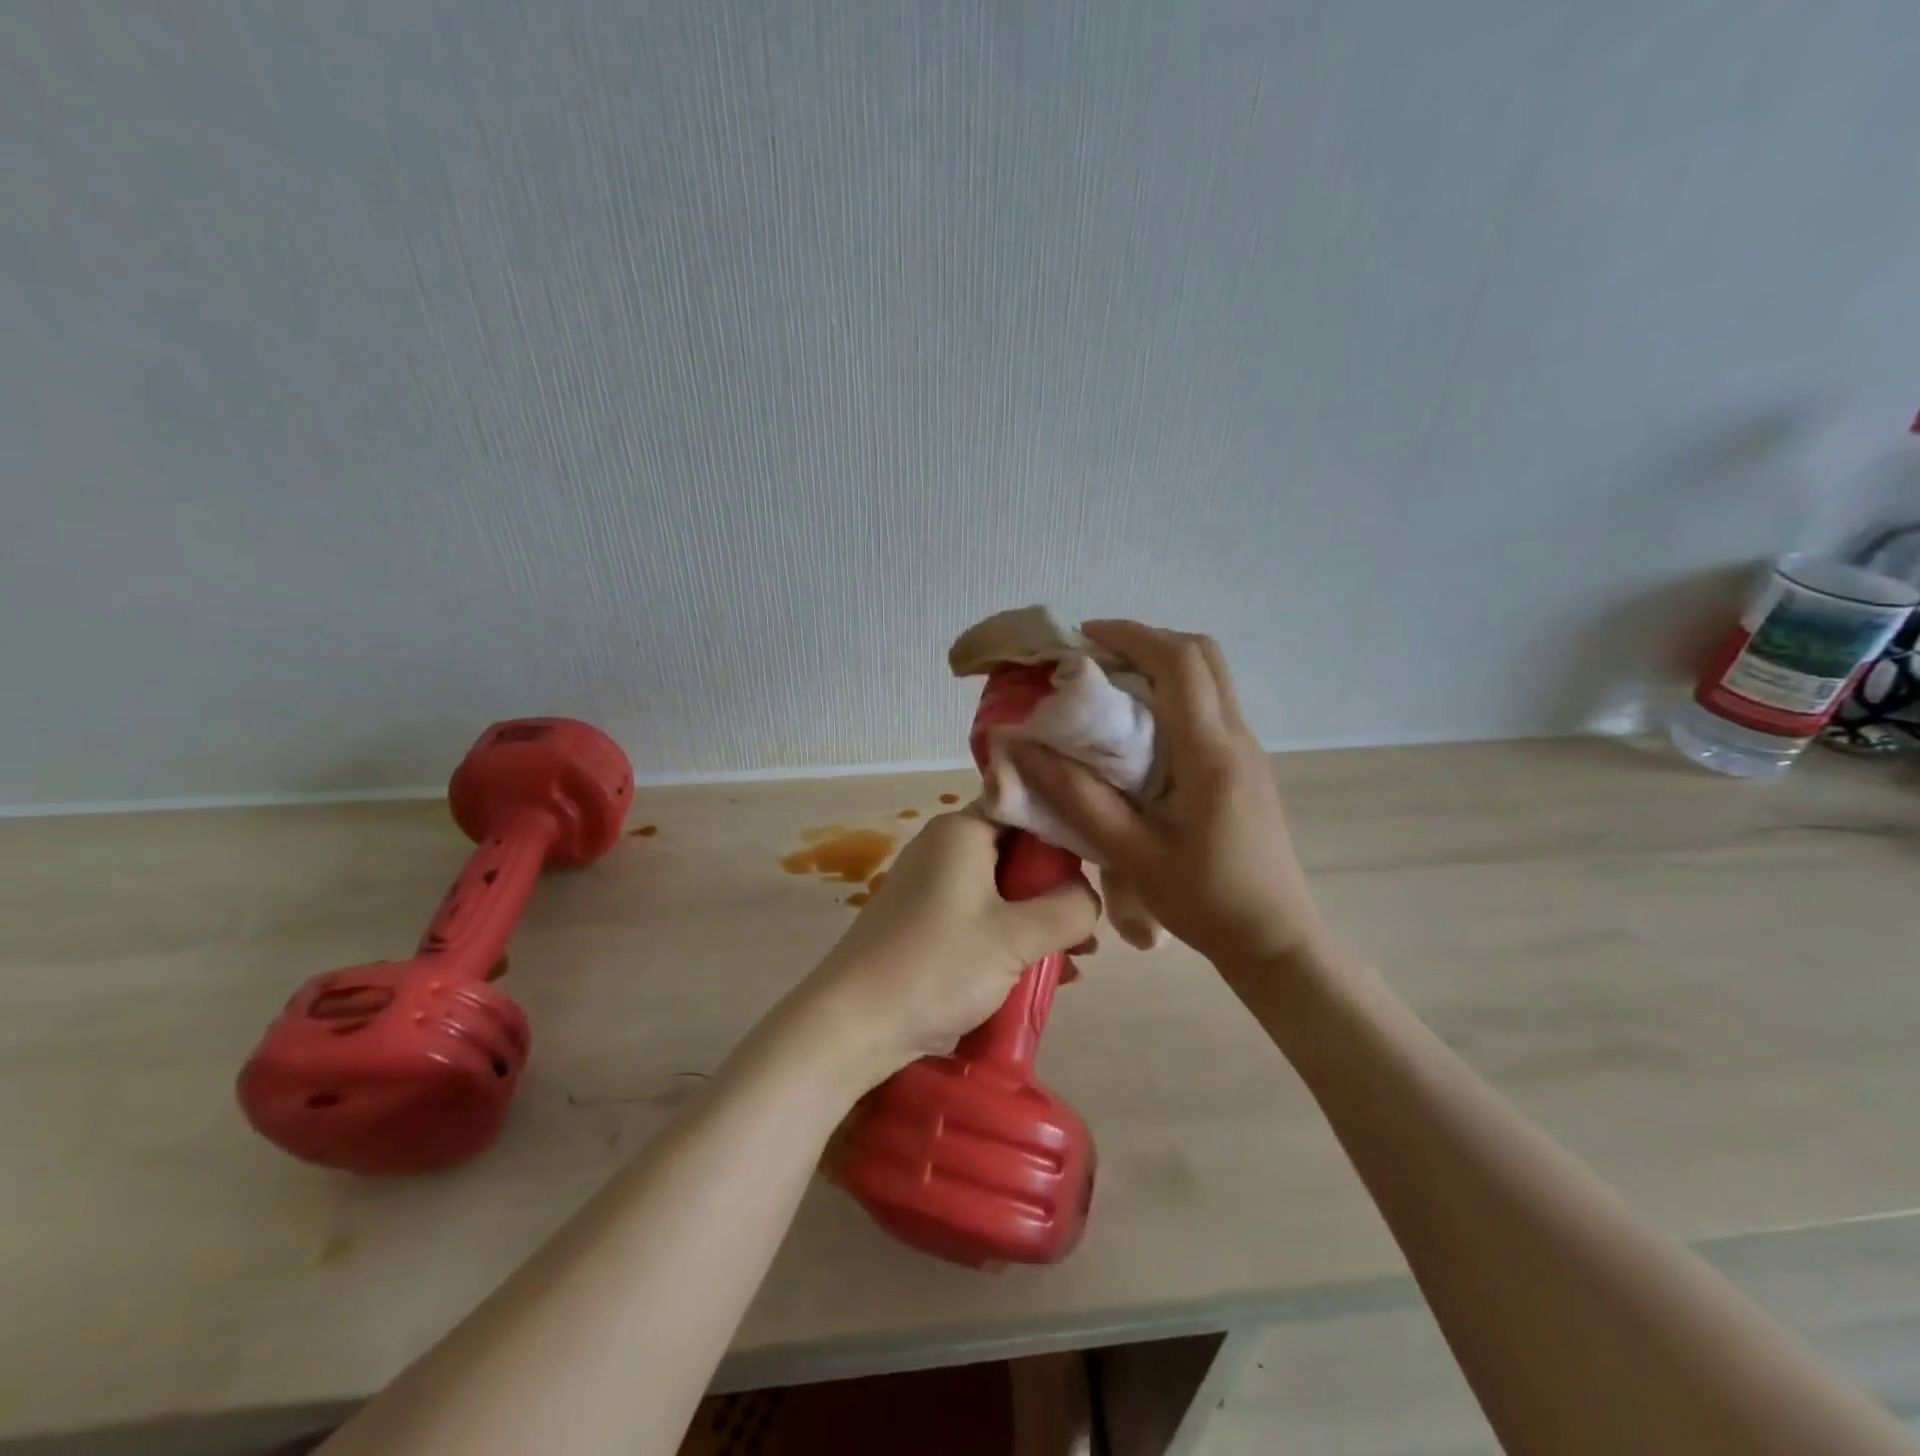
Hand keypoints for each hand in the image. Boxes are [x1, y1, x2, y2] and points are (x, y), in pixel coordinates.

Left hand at [783, 810, 1098, 1090]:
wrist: (852, 1024)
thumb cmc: (937, 966)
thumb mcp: (1016, 937)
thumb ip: (1069, 908)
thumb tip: (1089, 896)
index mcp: (963, 830)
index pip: (1027, 806)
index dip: (1067, 831)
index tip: (1102, 864)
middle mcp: (945, 846)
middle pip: (1017, 850)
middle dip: (1056, 888)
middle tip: (1088, 926)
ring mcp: (932, 884)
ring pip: (1002, 888)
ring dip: (1038, 919)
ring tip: (1074, 958)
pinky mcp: (926, 920)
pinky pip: (981, 914)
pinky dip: (1010, 936)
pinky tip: (1041, 973)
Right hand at [1009, 620, 1326, 970]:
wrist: (1275, 938)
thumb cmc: (1203, 900)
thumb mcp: (1130, 854)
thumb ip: (1075, 798)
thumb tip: (1022, 749)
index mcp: (1210, 752)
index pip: (1179, 661)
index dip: (1131, 635)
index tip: (1083, 638)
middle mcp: (1237, 737)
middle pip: (1202, 654)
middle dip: (1147, 641)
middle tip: (1094, 659)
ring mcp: (1247, 749)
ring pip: (1210, 677)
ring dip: (1161, 665)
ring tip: (1108, 688)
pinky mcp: (1245, 765)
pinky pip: (1210, 705)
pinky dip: (1173, 693)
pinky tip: (1138, 729)